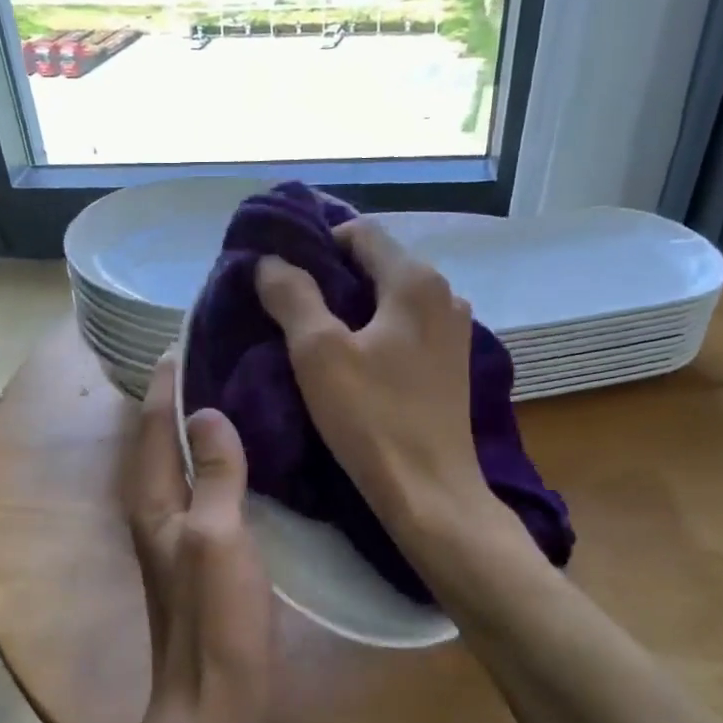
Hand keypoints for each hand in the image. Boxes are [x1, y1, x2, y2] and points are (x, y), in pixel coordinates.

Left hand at [123, 359, 275, 722]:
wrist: (215, 703)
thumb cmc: (215, 618)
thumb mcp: (217, 536)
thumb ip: (212, 473)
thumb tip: (207, 412)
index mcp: (151, 499)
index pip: (151, 422)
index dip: (166, 380)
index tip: (187, 337)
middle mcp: (156, 509)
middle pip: (162, 437)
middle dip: (183, 395)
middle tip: (222, 354)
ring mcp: (178, 533)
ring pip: (184, 462)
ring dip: (201, 426)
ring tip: (239, 390)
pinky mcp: (203, 551)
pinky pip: (206, 487)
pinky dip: (220, 460)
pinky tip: (253, 454)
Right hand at [255, 219, 529, 557]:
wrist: (429, 492)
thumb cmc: (372, 418)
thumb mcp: (318, 353)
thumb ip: (292, 296)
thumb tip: (271, 261)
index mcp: (415, 281)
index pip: (360, 231)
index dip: (316, 242)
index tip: (281, 272)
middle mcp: (443, 294)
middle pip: (376, 263)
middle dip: (330, 275)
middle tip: (287, 303)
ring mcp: (452, 330)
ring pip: (388, 298)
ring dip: (350, 305)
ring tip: (312, 333)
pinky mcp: (449, 363)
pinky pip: (402, 327)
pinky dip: (372, 330)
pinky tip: (348, 360)